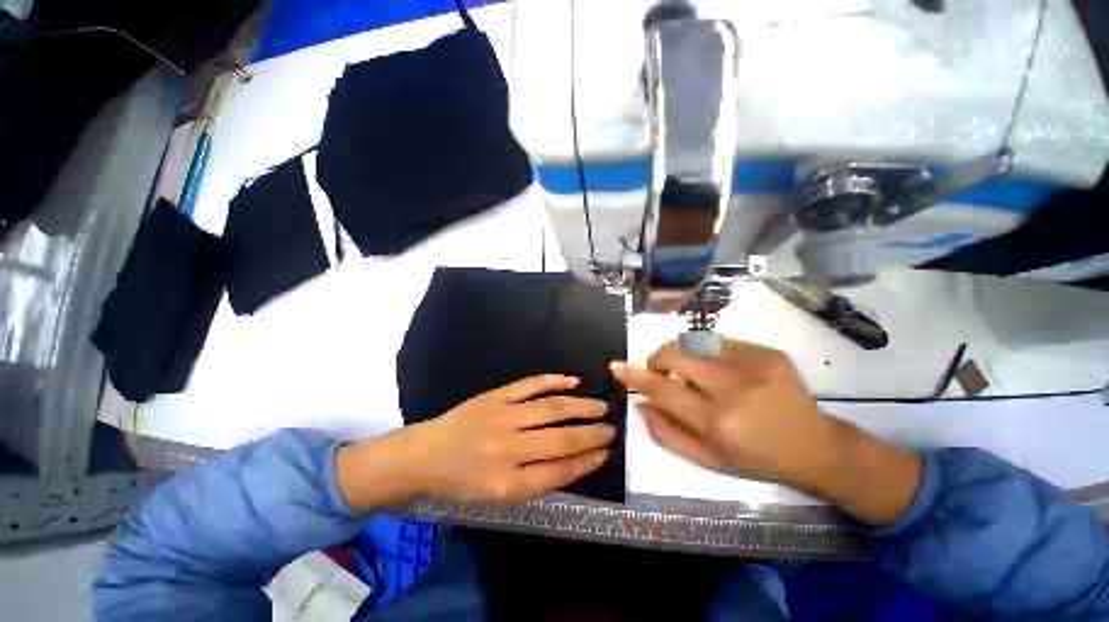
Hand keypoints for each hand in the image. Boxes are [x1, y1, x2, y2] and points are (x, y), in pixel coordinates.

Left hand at [407, 374, 612, 503]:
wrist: (428, 452)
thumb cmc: (463, 480)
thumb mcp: (498, 496)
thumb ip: (535, 481)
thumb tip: (573, 461)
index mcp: (508, 482)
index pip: (559, 471)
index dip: (587, 461)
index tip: (604, 453)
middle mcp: (508, 449)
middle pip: (561, 439)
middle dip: (591, 434)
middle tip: (611, 429)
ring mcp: (503, 416)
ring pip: (551, 408)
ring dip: (581, 406)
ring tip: (601, 406)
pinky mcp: (497, 396)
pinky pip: (531, 385)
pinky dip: (554, 381)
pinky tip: (573, 381)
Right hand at [610, 339, 921, 526]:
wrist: (816, 446)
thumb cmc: (757, 459)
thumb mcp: (707, 459)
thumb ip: (667, 432)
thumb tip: (641, 402)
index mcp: (719, 424)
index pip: (663, 391)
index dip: (636, 376)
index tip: (617, 366)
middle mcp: (735, 390)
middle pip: (676, 355)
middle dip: (659, 359)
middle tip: (660, 370)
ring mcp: (755, 365)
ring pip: (695, 342)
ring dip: (680, 353)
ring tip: (689, 370)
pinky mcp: (768, 352)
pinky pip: (718, 341)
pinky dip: (705, 351)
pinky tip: (716, 367)